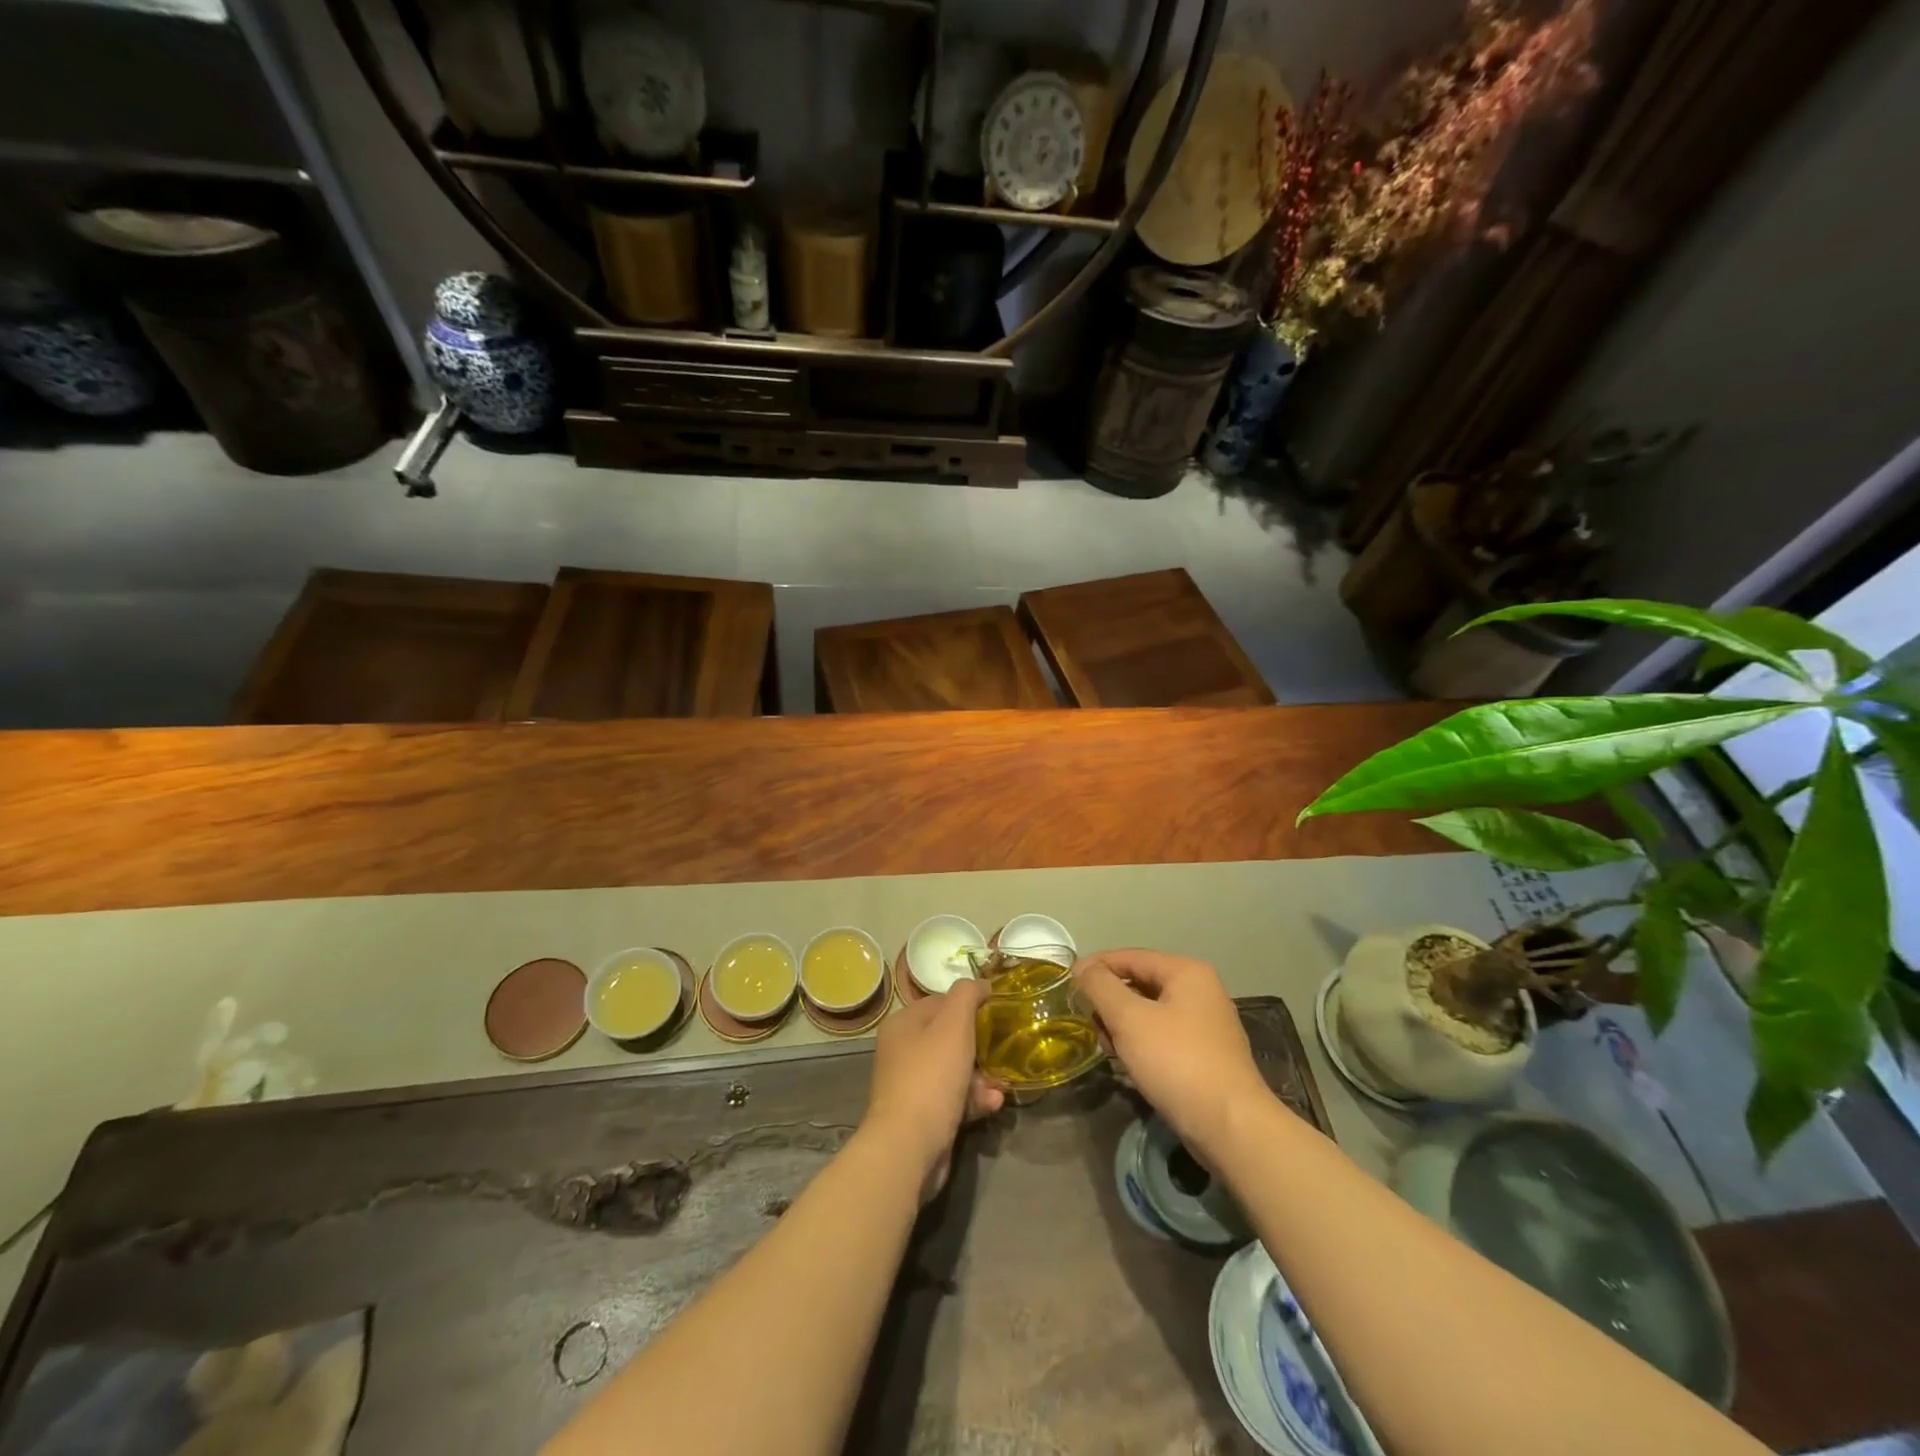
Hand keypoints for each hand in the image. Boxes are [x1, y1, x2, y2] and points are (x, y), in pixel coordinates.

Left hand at [863, 979, 1003, 1200]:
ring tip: (1001, 1085)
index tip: (999, 1012)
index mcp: (903, 1024)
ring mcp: (912, 1085)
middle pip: (950, 1037)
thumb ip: (967, 995)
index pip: (941, 1001)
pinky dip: (974, 1099)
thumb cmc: (931, 1077)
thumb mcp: (953, 1025)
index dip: (970, 1004)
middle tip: (1004, 1051)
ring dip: (983, 1076)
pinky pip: (954, 1098)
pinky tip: (993, 1105)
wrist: (908, 1147)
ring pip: (956, 1070)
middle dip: (981, 1046)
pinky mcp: (923, 1115)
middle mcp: (903, 1051)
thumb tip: (980, 984)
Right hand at [1074, 949, 1270, 1160]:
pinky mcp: (1207, 1054)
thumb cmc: (1177, 1062)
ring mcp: (1207, 1024)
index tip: (1068, 984)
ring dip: (1123, 1025)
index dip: (1096, 967)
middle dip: (1110, 1002)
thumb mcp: (1129, 1019)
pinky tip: (1130, 1064)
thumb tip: (1082, 968)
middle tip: (1089, 1023)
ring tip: (1109, 1049)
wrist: (1231, 1127)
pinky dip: (1142, 1043)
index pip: (1130, 956)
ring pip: (1150, 1012)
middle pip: (1140, 983)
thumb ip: (1101, 987)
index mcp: (1187, 972)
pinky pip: (1163, 1035)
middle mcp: (1201, 990)